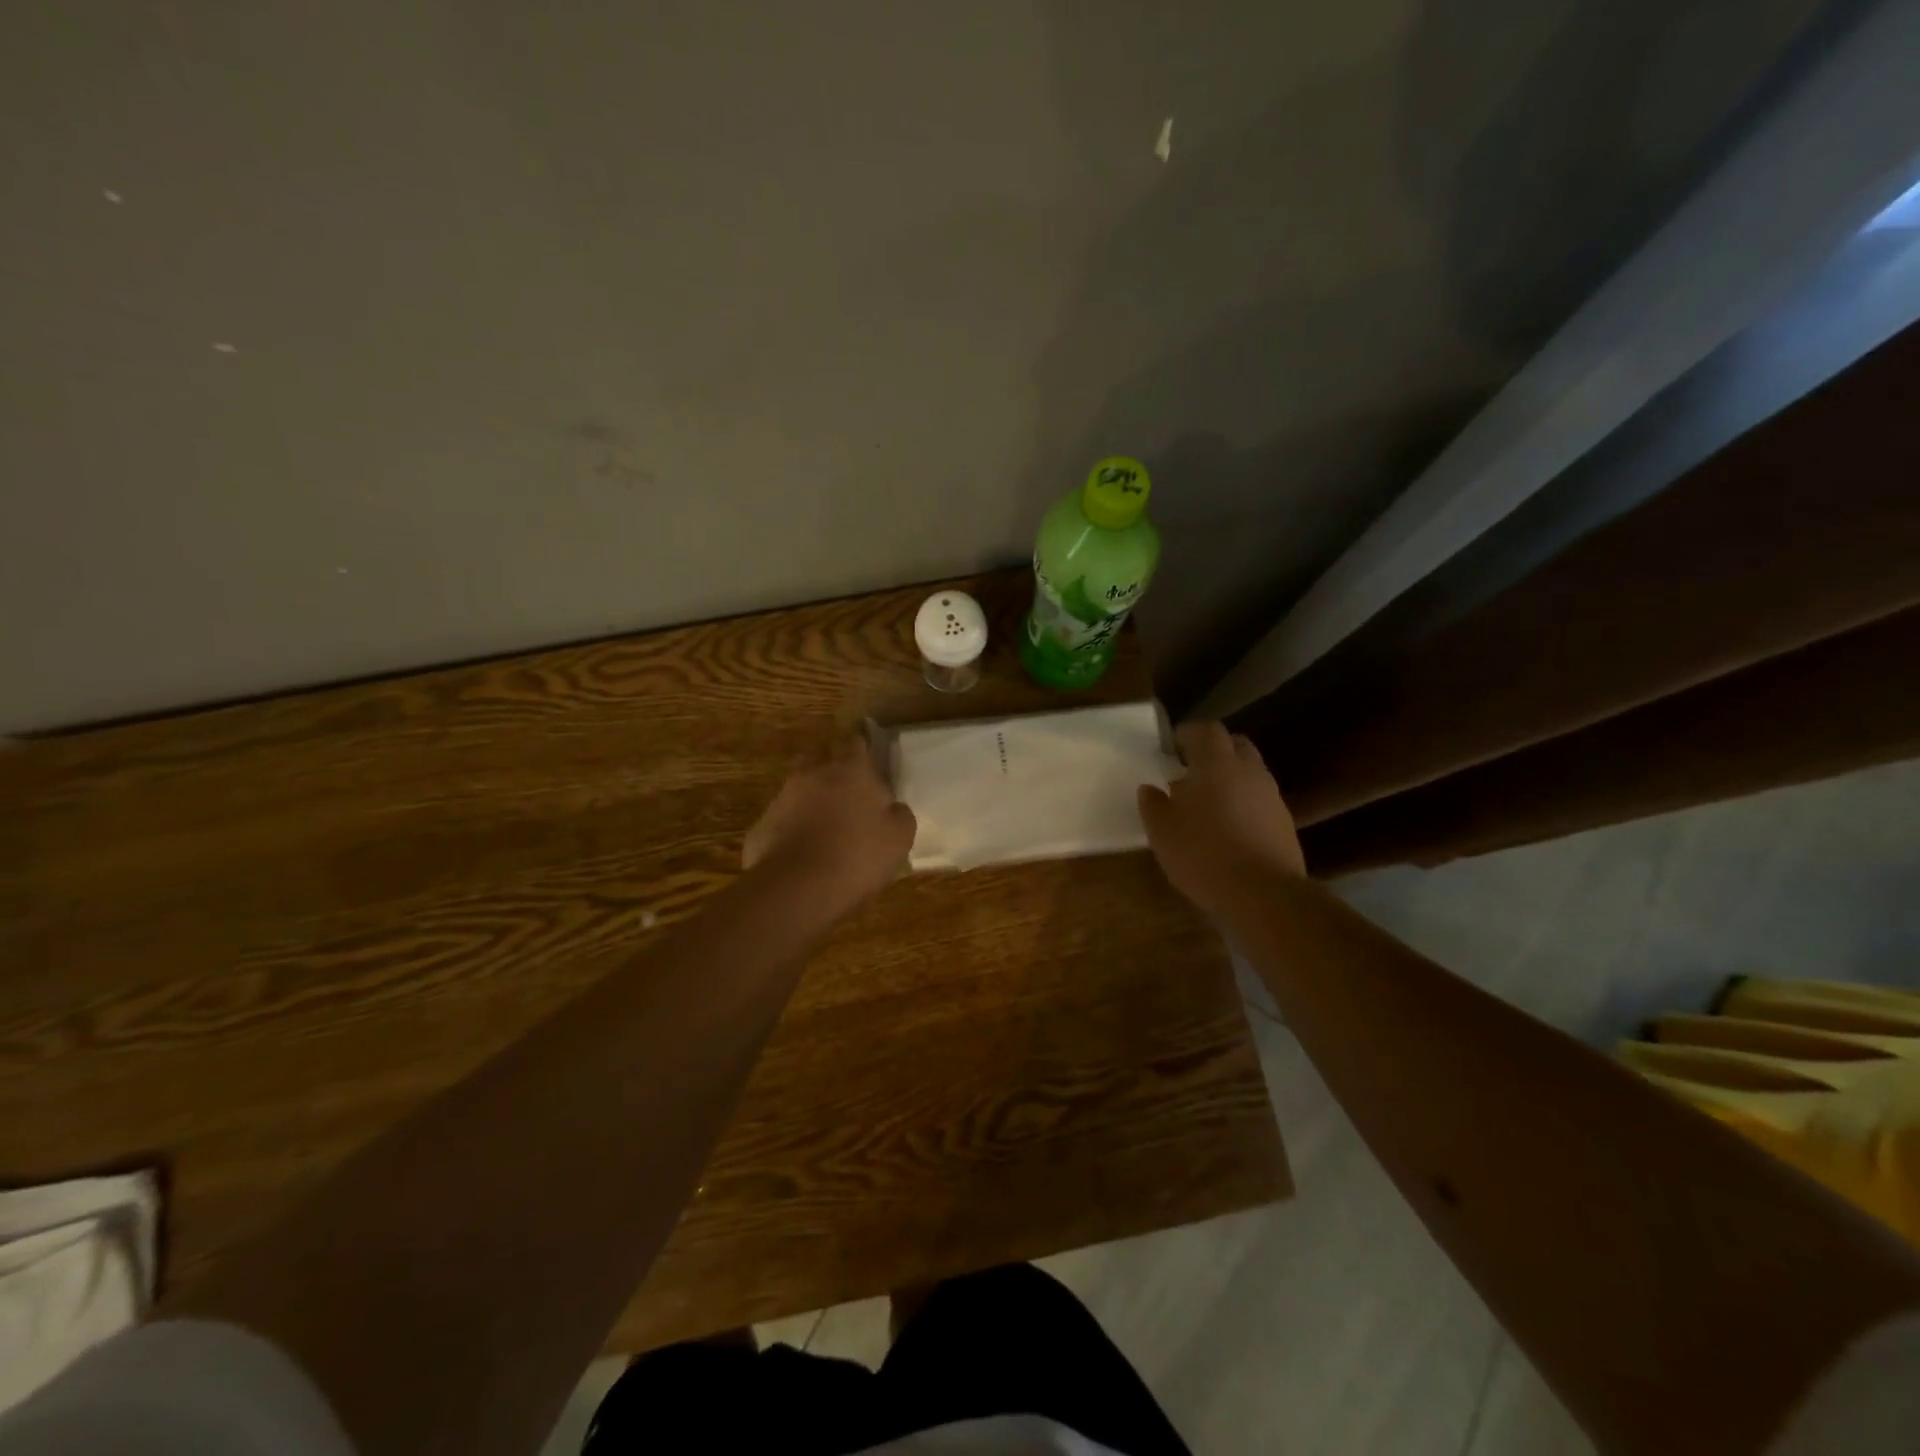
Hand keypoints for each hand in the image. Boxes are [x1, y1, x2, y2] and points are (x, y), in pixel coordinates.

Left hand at [744, 736, 917, 909]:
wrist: (797, 888)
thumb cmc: (857, 856)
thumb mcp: (899, 838)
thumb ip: (899, 815)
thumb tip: (893, 808)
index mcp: (851, 771)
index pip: (857, 743)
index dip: (864, 748)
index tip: (870, 758)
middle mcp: (814, 774)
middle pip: (824, 762)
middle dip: (835, 774)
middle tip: (850, 797)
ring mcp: (783, 798)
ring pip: (801, 791)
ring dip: (813, 803)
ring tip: (827, 831)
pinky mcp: (762, 825)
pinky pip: (784, 821)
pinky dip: (794, 830)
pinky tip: (805, 854)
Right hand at [1138, 720, 1304, 915]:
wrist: (1263, 895)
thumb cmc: (1203, 854)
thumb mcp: (1162, 831)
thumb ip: (1153, 805)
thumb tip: (1150, 789)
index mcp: (1216, 763)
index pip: (1206, 730)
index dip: (1188, 734)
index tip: (1172, 748)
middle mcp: (1249, 771)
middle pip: (1235, 745)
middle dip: (1214, 751)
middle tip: (1191, 771)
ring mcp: (1272, 797)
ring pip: (1250, 774)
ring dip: (1231, 779)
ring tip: (1207, 804)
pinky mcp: (1284, 824)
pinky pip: (1260, 801)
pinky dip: (1244, 805)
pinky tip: (1228, 830)